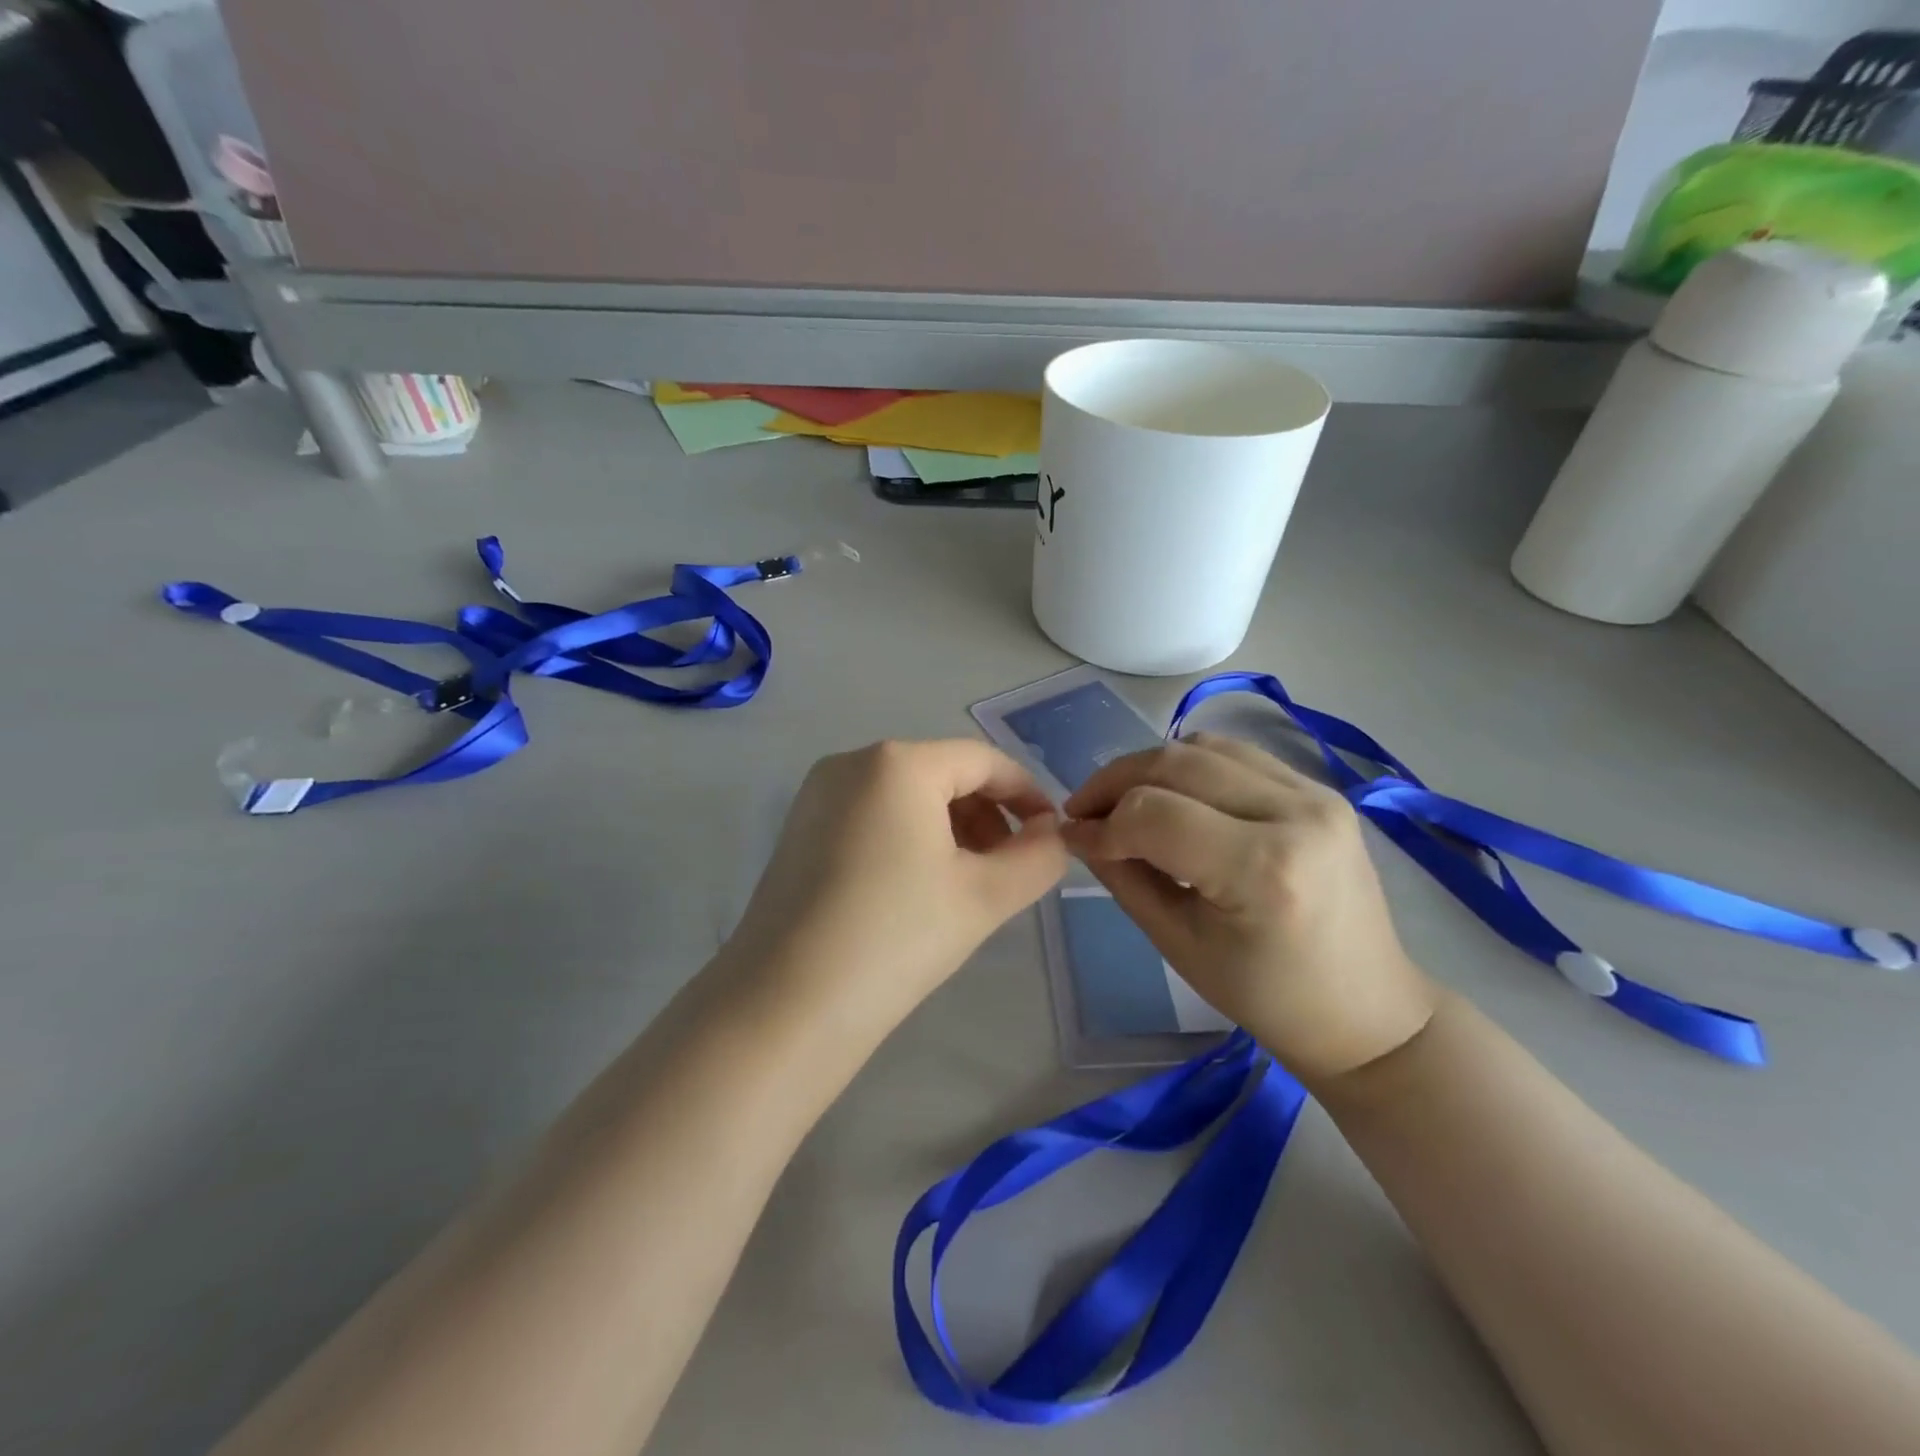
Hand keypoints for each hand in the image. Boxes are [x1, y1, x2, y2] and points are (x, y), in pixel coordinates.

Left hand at [726, 740, 1068, 1036]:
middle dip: (988, 815)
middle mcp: (853, 762)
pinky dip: (908, 838)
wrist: (786, 1004)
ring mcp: (818, 794)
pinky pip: (872, 815)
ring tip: (968, 883)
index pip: (984, 761)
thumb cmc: (896, 937)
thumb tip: (1053, 835)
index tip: (1052, 836)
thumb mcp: (985, 897)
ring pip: (906, 795)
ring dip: (950, 829)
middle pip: (943, 774)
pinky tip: (917, 887)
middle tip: (1009, 868)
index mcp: (898, 762)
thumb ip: (1038, 857)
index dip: (1027, 794)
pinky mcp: (799, 828)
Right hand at [1063, 733, 1437, 1083]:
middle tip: (1083, 811)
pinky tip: (1169, 794)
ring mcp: (1315, 793)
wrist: (1365, 1009)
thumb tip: (1079, 832)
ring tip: (1120, 800)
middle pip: (1175, 764)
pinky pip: (1235, 755)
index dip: (1101, 824)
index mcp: (1263, 870)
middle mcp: (1295, 814)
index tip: (1073, 839)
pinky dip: (1188, 765)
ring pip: (1202, 747)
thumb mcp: (1178, 943)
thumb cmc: (1265, 996)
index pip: (1153, 816)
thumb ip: (1123, 877)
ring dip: (1148, 767)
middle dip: (1113, 782)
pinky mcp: (1320, 789)